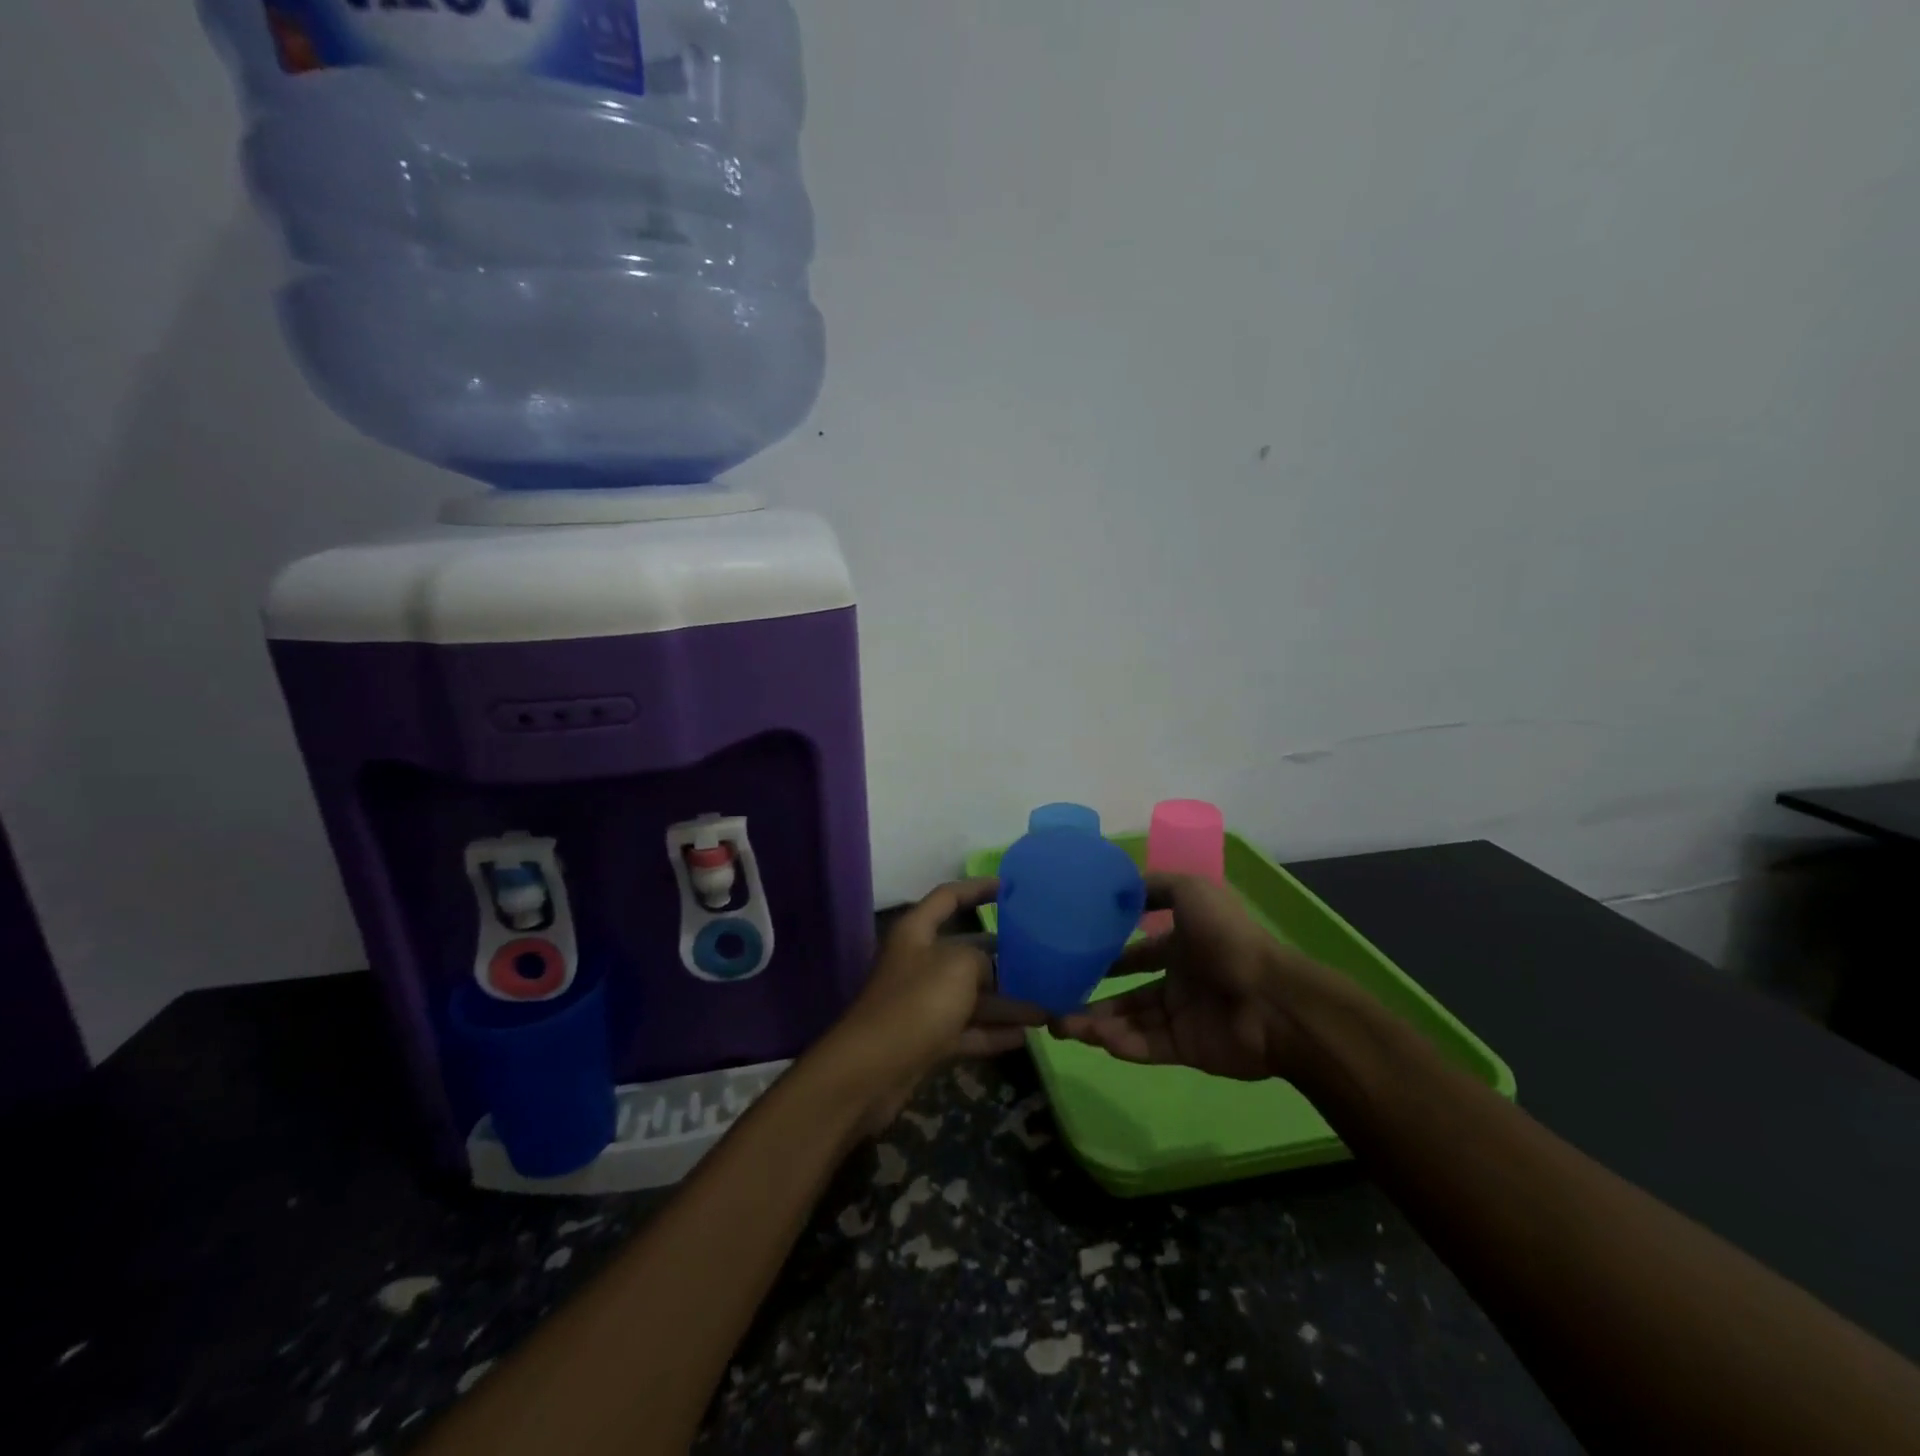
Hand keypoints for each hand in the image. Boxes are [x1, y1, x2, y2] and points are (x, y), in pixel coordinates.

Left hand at [829, 878, 1045, 1132]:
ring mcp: (922, 1003)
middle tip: (1042, 956)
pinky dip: (992, 1032)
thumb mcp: (957, 967)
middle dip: (1002, 955)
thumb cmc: (916, 1003)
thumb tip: (991, 971)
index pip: (948, 897)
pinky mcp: (927, 1039)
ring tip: (1046, 1006)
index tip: (1008, 887)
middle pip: (965, 951)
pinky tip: (1025, 1036)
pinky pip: (967, 1029)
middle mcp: (918, 962)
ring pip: (971, 995)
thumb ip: (981, 960)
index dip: (977, 888)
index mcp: (916, 932)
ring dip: (1006, 1002)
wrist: (870, 1071)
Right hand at [1051, 873, 1336, 1081]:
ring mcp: (1181, 1016)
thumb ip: (1156, 886)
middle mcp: (1178, 980)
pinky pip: (1144, 1045)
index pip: (1136, 951)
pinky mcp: (1185, 1048)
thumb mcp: (1192, 891)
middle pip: (1126, 991)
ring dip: (1095, 1022)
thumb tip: (1118, 888)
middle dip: (1091, 996)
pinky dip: (1120, 1043)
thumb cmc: (1228, 939)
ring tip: (1059, 1025)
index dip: (1106, 952)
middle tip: (1052, 1002)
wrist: (1272, 1000)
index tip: (1071, 955)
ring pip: (1129, 1020)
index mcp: (1182, 944)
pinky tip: (1095, 1037)